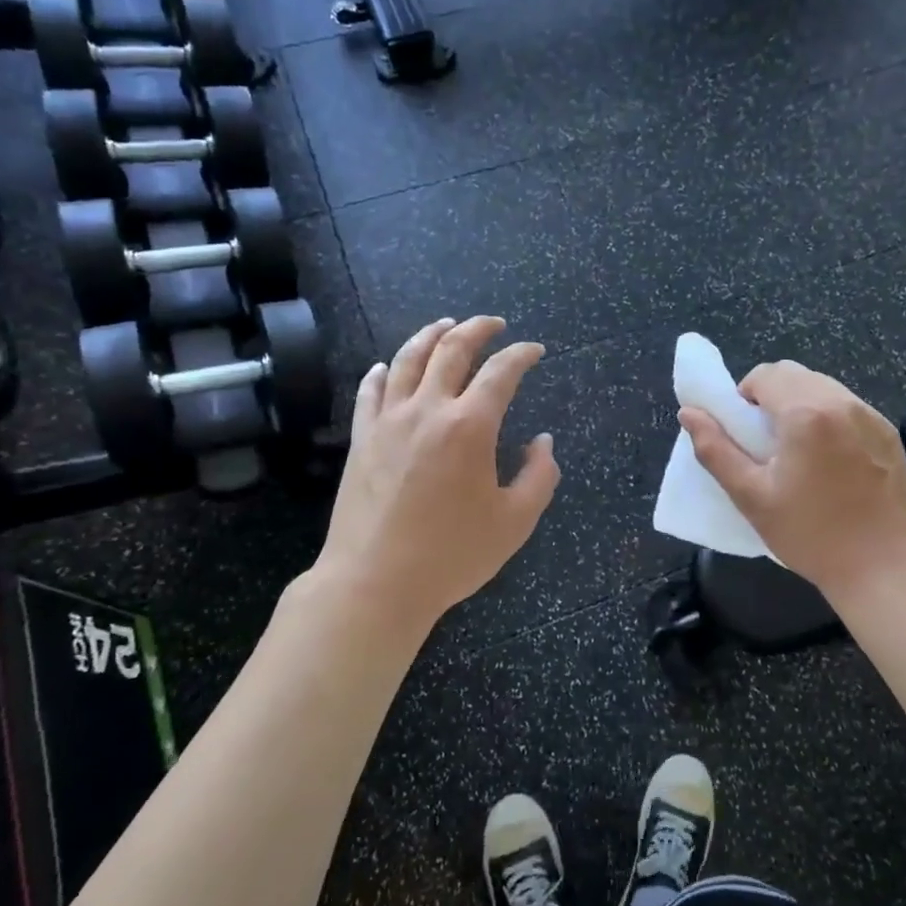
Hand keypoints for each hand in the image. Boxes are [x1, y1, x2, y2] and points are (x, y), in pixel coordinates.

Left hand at [312, 316, 558, 631]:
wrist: (375, 582)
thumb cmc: (452, 555)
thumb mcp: (516, 521)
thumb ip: (539, 476)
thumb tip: (543, 442)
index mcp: (471, 426)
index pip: (501, 372)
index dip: (522, 354)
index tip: (535, 350)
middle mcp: (428, 410)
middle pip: (452, 349)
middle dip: (477, 329)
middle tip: (494, 324)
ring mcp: (389, 421)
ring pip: (407, 359)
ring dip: (431, 335)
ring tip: (445, 325)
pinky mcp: (362, 439)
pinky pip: (370, 391)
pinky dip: (382, 371)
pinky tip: (386, 367)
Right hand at [680, 361, 905, 602]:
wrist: (881, 566)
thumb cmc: (809, 534)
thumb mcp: (751, 496)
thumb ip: (715, 449)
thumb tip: (688, 413)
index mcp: (805, 413)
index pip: (764, 375)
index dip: (744, 397)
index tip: (745, 432)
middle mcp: (841, 402)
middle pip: (794, 374)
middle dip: (771, 395)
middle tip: (766, 441)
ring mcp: (870, 415)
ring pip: (823, 386)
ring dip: (800, 403)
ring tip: (798, 450)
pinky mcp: (888, 432)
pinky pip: (848, 406)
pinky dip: (829, 417)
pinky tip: (830, 459)